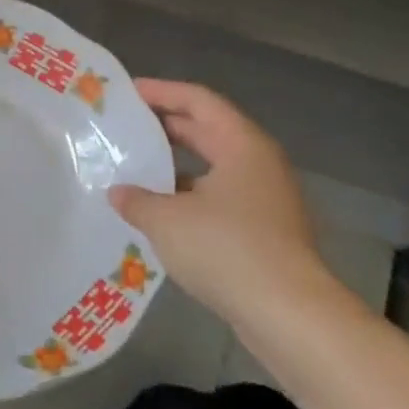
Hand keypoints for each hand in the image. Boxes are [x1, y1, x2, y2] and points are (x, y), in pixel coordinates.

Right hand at [108, 80, 333, 327]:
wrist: (290, 317)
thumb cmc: (227, 249)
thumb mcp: (166, 219)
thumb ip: (136, 199)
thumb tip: (118, 192)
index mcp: (241, 145)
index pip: (198, 100)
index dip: (161, 92)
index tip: (126, 93)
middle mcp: (258, 164)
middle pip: (207, 131)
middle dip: (164, 127)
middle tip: (124, 127)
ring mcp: (265, 200)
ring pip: (212, 168)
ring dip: (174, 166)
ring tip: (133, 168)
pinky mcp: (264, 233)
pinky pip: (218, 199)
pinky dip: (187, 197)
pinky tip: (158, 213)